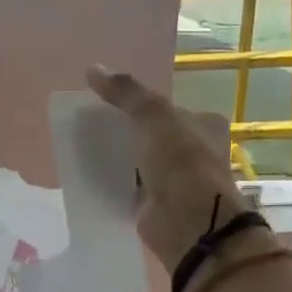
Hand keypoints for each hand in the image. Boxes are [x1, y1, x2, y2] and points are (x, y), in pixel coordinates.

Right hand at [86, 66, 253, 272]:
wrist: (188, 222)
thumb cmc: (180, 162)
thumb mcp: (153, 116)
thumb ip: (125, 93)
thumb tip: (92, 69)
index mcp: (204, 125)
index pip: (169, 109)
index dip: (140, 106)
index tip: (108, 106)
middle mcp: (196, 152)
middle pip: (153, 137)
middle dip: (127, 134)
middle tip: (92, 129)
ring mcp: (178, 182)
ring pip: (142, 164)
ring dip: (120, 161)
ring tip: (86, 152)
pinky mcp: (159, 207)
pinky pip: (132, 190)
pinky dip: (116, 186)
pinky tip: (93, 180)